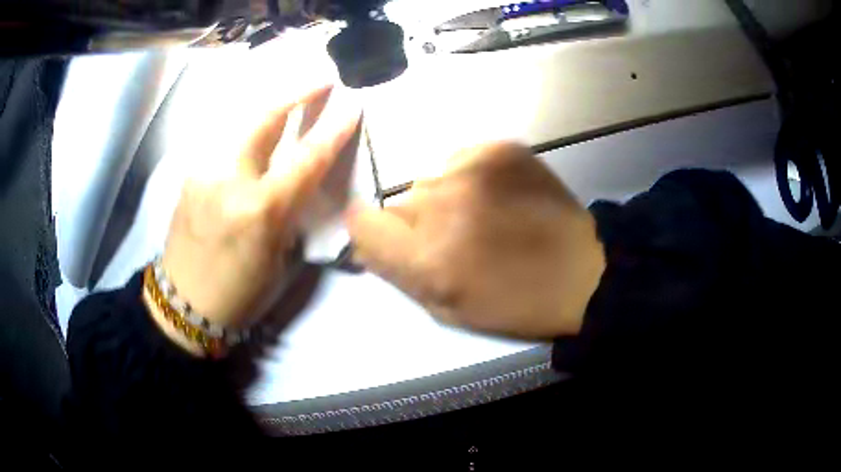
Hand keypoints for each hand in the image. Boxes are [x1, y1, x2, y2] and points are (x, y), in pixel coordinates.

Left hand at [157, 84, 360, 334]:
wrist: (183, 304)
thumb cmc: (240, 294)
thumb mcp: (279, 260)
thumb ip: (290, 214)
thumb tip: (298, 185)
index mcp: (260, 210)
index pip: (306, 158)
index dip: (333, 130)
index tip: (352, 106)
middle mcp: (230, 180)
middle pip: (266, 119)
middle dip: (297, 92)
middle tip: (321, 78)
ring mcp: (204, 172)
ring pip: (241, 123)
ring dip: (270, 104)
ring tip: (291, 95)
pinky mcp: (190, 175)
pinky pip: (224, 141)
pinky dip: (246, 128)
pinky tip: (256, 128)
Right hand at [346, 142, 604, 339]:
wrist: (582, 271)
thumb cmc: (515, 302)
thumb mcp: (448, 309)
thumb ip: (399, 274)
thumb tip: (365, 243)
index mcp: (428, 257)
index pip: (361, 223)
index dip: (370, 231)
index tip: (388, 239)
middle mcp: (442, 205)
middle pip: (399, 201)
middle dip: (416, 222)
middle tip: (453, 238)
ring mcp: (474, 170)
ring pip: (431, 179)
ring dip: (444, 198)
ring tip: (482, 216)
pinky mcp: (501, 149)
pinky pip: (461, 159)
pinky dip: (470, 177)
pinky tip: (499, 196)